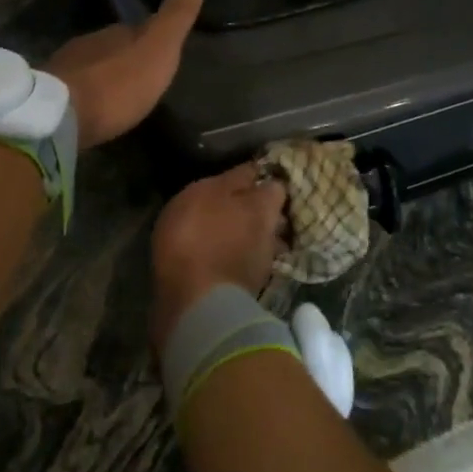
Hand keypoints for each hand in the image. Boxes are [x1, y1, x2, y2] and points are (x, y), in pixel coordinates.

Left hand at [46, 0, 204, 149]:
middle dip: (125, 59)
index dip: (150, 38)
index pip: (136, 29)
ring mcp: (65, 69)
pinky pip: (75, 90)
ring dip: (105, 78)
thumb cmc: (117, 84)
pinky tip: (94, 109)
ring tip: (119, 96)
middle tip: (142, 77)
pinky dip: (87, 96)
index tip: (161, 51)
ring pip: (91, 67)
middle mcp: (88, 44)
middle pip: (112, 47)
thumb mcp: (158, 49)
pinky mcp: (49, 97)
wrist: (60, 116)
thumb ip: (175, 17)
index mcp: (116, 32)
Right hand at [150, 163, 287, 350]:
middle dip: (261, 213)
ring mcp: (263, 266)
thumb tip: (256, 169)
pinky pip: (249, 268)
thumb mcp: (206, 193)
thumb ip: (233, 180)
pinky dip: (240, 263)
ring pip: (265, 245)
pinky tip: (225, 262)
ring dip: (252, 241)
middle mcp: (272, 235)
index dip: (266, 182)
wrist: (195, 302)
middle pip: (275, 218)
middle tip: (240, 208)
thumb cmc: (197, 235)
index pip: (277, 187)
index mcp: (264, 207)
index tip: (253, 180)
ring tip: (233, 238)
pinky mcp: (248, 291)